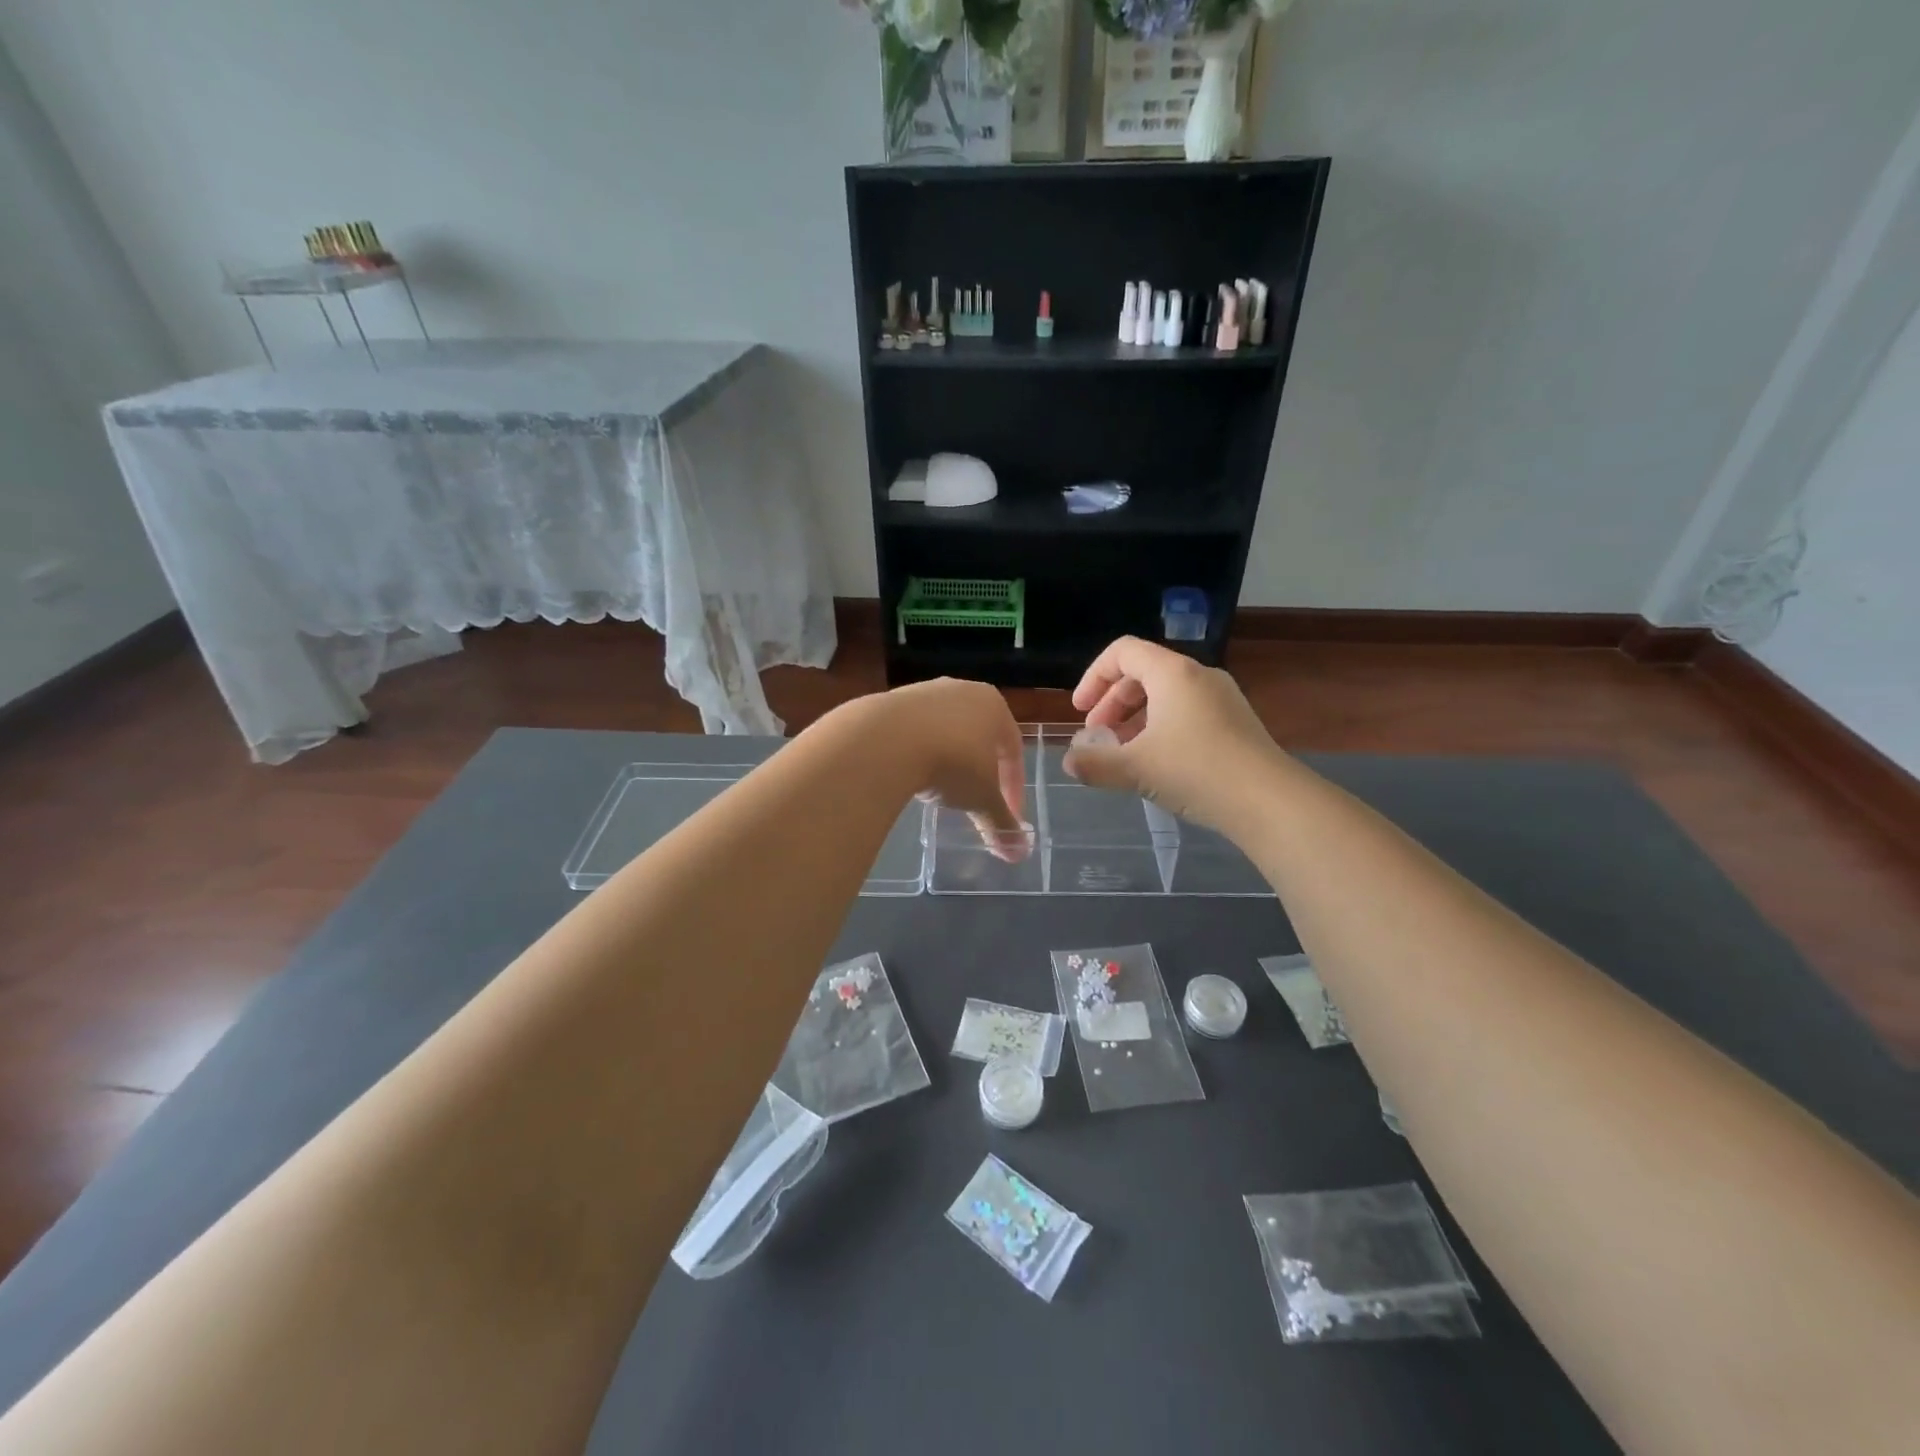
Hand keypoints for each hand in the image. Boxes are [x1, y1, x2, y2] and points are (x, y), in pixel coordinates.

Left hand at [876, 678, 1030, 860]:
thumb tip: (1019, 853)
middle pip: (980, 737)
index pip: (1013, 750)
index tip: (1006, 815)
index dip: (1013, 787)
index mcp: (994, 706)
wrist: (886, 740)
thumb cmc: (952, 763)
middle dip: (979, 772)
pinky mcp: (892, 700)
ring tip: (938, 791)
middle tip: (973, 801)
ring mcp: (925, 692)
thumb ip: (1001, 824)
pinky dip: (918, 753)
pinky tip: (911, 775)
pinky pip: (914, 732)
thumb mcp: (981, 799)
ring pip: (946, 732)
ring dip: (947, 761)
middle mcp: (963, 690)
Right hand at [1063, 637, 1282, 832]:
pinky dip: (1161, 728)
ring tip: (1123, 754)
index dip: (1093, 677)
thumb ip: (1095, 764)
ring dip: (1135, 719)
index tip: (1079, 711)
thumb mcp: (1135, 769)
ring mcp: (1222, 698)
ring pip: (1166, 696)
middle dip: (1112, 703)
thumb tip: (1069, 762)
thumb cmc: (1196, 772)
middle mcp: (1199, 676)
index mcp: (1173, 673)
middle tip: (1097, 736)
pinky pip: (1187, 712)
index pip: (1122, 651)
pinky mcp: (1236, 723)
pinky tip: (1157, 764)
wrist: (1270, 802)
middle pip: (1143, 673)